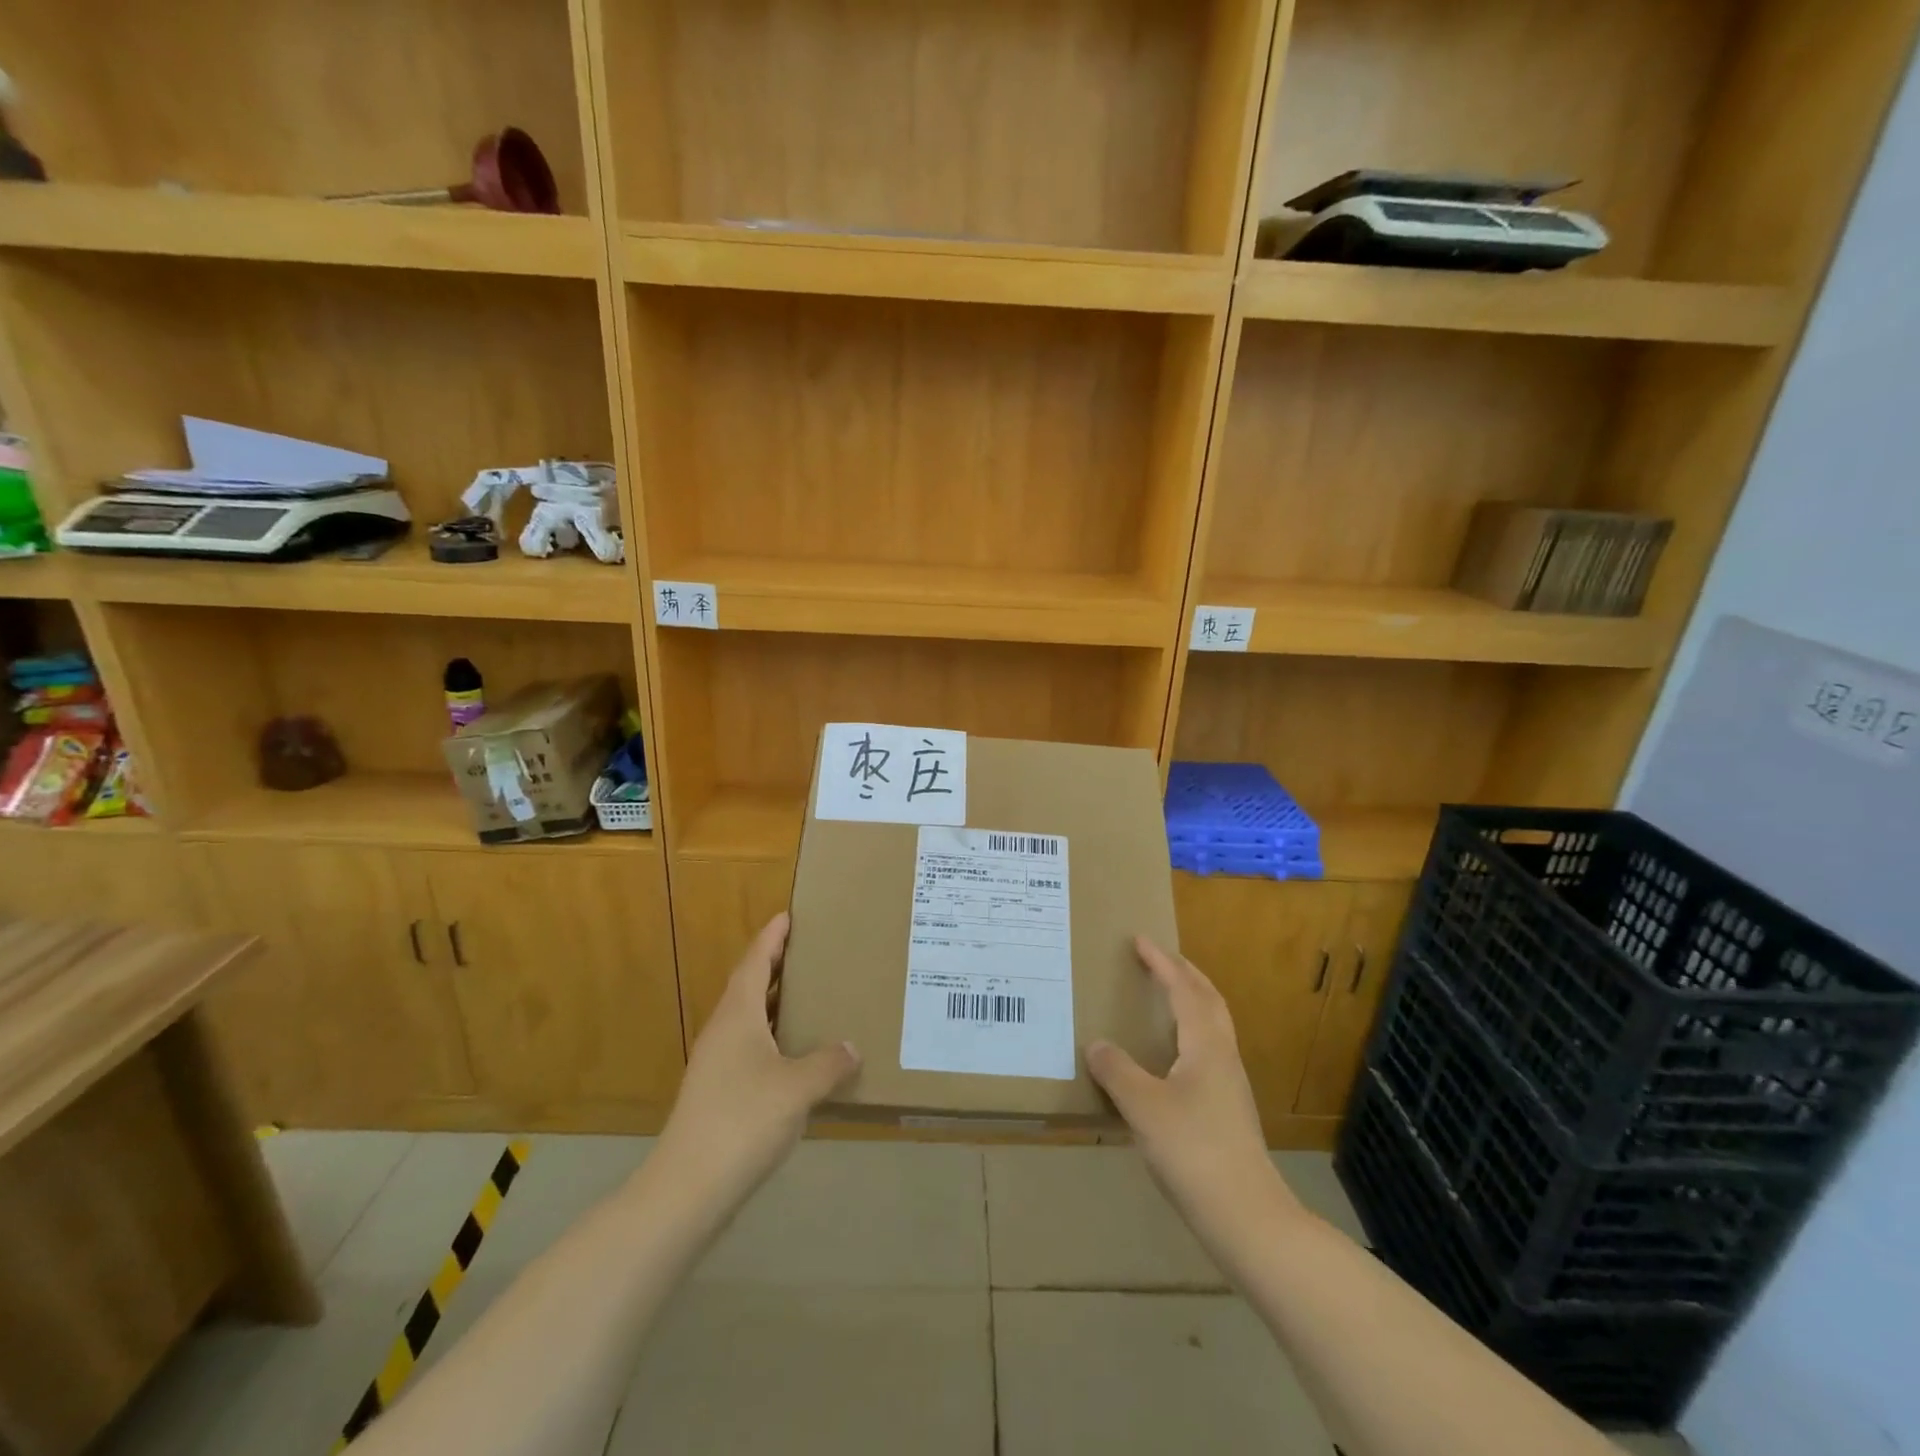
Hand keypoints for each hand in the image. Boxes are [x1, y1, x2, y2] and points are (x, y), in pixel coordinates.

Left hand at [654, 913, 859, 1211]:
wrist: (687, 1189)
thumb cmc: (743, 1120)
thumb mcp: (798, 1087)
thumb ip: (829, 1063)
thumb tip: (851, 1048)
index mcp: (738, 1016)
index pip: (755, 962)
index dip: (771, 938)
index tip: (788, 915)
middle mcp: (723, 1032)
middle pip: (749, 986)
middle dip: (775, 966)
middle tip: (808, 952)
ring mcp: (716, 1064)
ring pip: (748, 1019)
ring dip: (774, 1003)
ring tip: (808, 997)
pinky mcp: (717, 1093)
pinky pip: (750, 1047)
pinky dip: (773, 1037)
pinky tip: (795, 1055)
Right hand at [1087, 936, 1298, 1238]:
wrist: (1248, 1217)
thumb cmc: (1194, 1152)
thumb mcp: (1143, 1108)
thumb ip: (1117, 1071)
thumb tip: (1096, 1045)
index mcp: (1206, 1045)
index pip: (1184, 989)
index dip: (1162, 963)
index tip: (1140, 941)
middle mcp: (1223, 1056)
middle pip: (1209, 1000)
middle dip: (1185, 973)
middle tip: (1160, 958)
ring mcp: (1231, 1085)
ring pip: (1214, 1025)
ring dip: (1192, 1000)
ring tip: (1167, 997)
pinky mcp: (1229, 1110)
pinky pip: (1209, 1049)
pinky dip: (1191, 1031)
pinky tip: (1173, 1056)